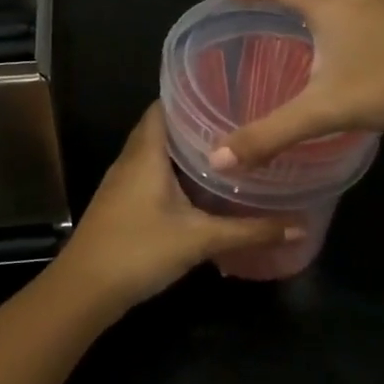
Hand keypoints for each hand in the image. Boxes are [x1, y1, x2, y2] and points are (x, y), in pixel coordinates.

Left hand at [55, 105, 295, 308]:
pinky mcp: (120, 203)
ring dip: (183, 150)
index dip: (191, 96)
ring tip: (224, 150)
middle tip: (235, 123)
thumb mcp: (200, 240)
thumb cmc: (139, 250)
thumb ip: (249, 232)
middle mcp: (131, 159)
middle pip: (161, 128)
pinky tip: (198, 187)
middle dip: (195, 124)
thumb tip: (299, 227)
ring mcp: (121, 182)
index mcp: (146, 152)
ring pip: (155, 153)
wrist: (84, 289)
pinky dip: (172, 172)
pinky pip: (149, 174)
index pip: (164, 106)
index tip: (226, 93)